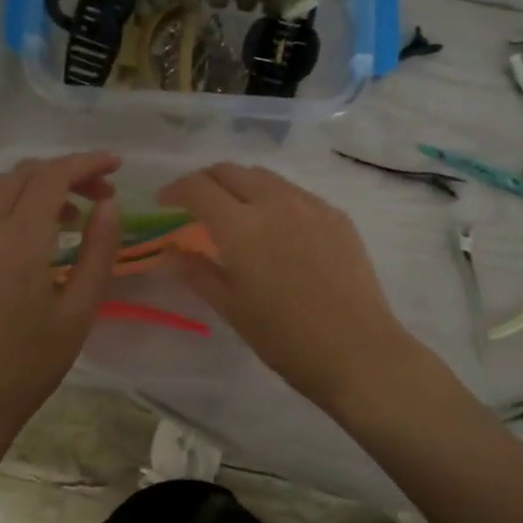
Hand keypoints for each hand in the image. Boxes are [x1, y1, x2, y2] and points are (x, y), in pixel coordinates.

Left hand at [0, 153, 123, 457]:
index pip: (52, 177)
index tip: (116, 166)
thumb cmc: (30, 366)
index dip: (86, 163)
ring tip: (67, 214)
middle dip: (63, 171)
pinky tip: (29, 237)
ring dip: (34, 186)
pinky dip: (9, 206)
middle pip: (21, 174)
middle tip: (98, 193)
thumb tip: (109, 205)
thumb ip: (99, 252)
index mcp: (18, 245)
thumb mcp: (79, 312)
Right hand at [157, 163, 417, 411]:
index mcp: (241, 226)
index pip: (199, 187)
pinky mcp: (337, 216)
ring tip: (235, 212)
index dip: (176, 189)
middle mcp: (275, 202)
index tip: (164, 202)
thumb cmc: (285, 338)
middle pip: (231, 171)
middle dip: (206, 181)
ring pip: (265, 177)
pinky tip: (276, 228)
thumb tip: (171, 252)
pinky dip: (274, 198)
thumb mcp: (231, 308)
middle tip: (195, 204)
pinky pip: (296, 193)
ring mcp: (311, 205)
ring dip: (240, 185)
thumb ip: (197, 272)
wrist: (357, 352)